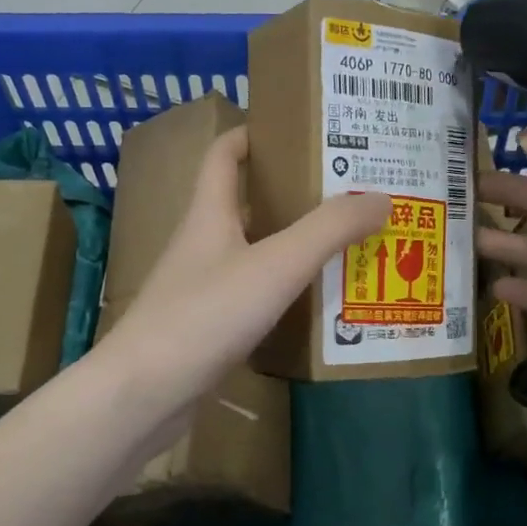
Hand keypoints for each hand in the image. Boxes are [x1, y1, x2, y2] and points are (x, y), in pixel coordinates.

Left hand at [100, 127, 388, 420]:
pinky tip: (316, 307)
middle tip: (347, 196)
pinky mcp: (206, 330)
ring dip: (292, 249)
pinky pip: (252, 299)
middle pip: (245, 206)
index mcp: (209, 214)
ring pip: (253, 256)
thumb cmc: (206, 315)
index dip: (255, 134)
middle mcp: (202, 245)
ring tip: (345, 249)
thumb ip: (329, 230)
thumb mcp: (276, 265)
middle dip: (292, 197)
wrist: (145, 394)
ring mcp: (200, 290)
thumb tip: (381, 197)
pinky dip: (283, 295)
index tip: (299, 131)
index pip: (224, 155)